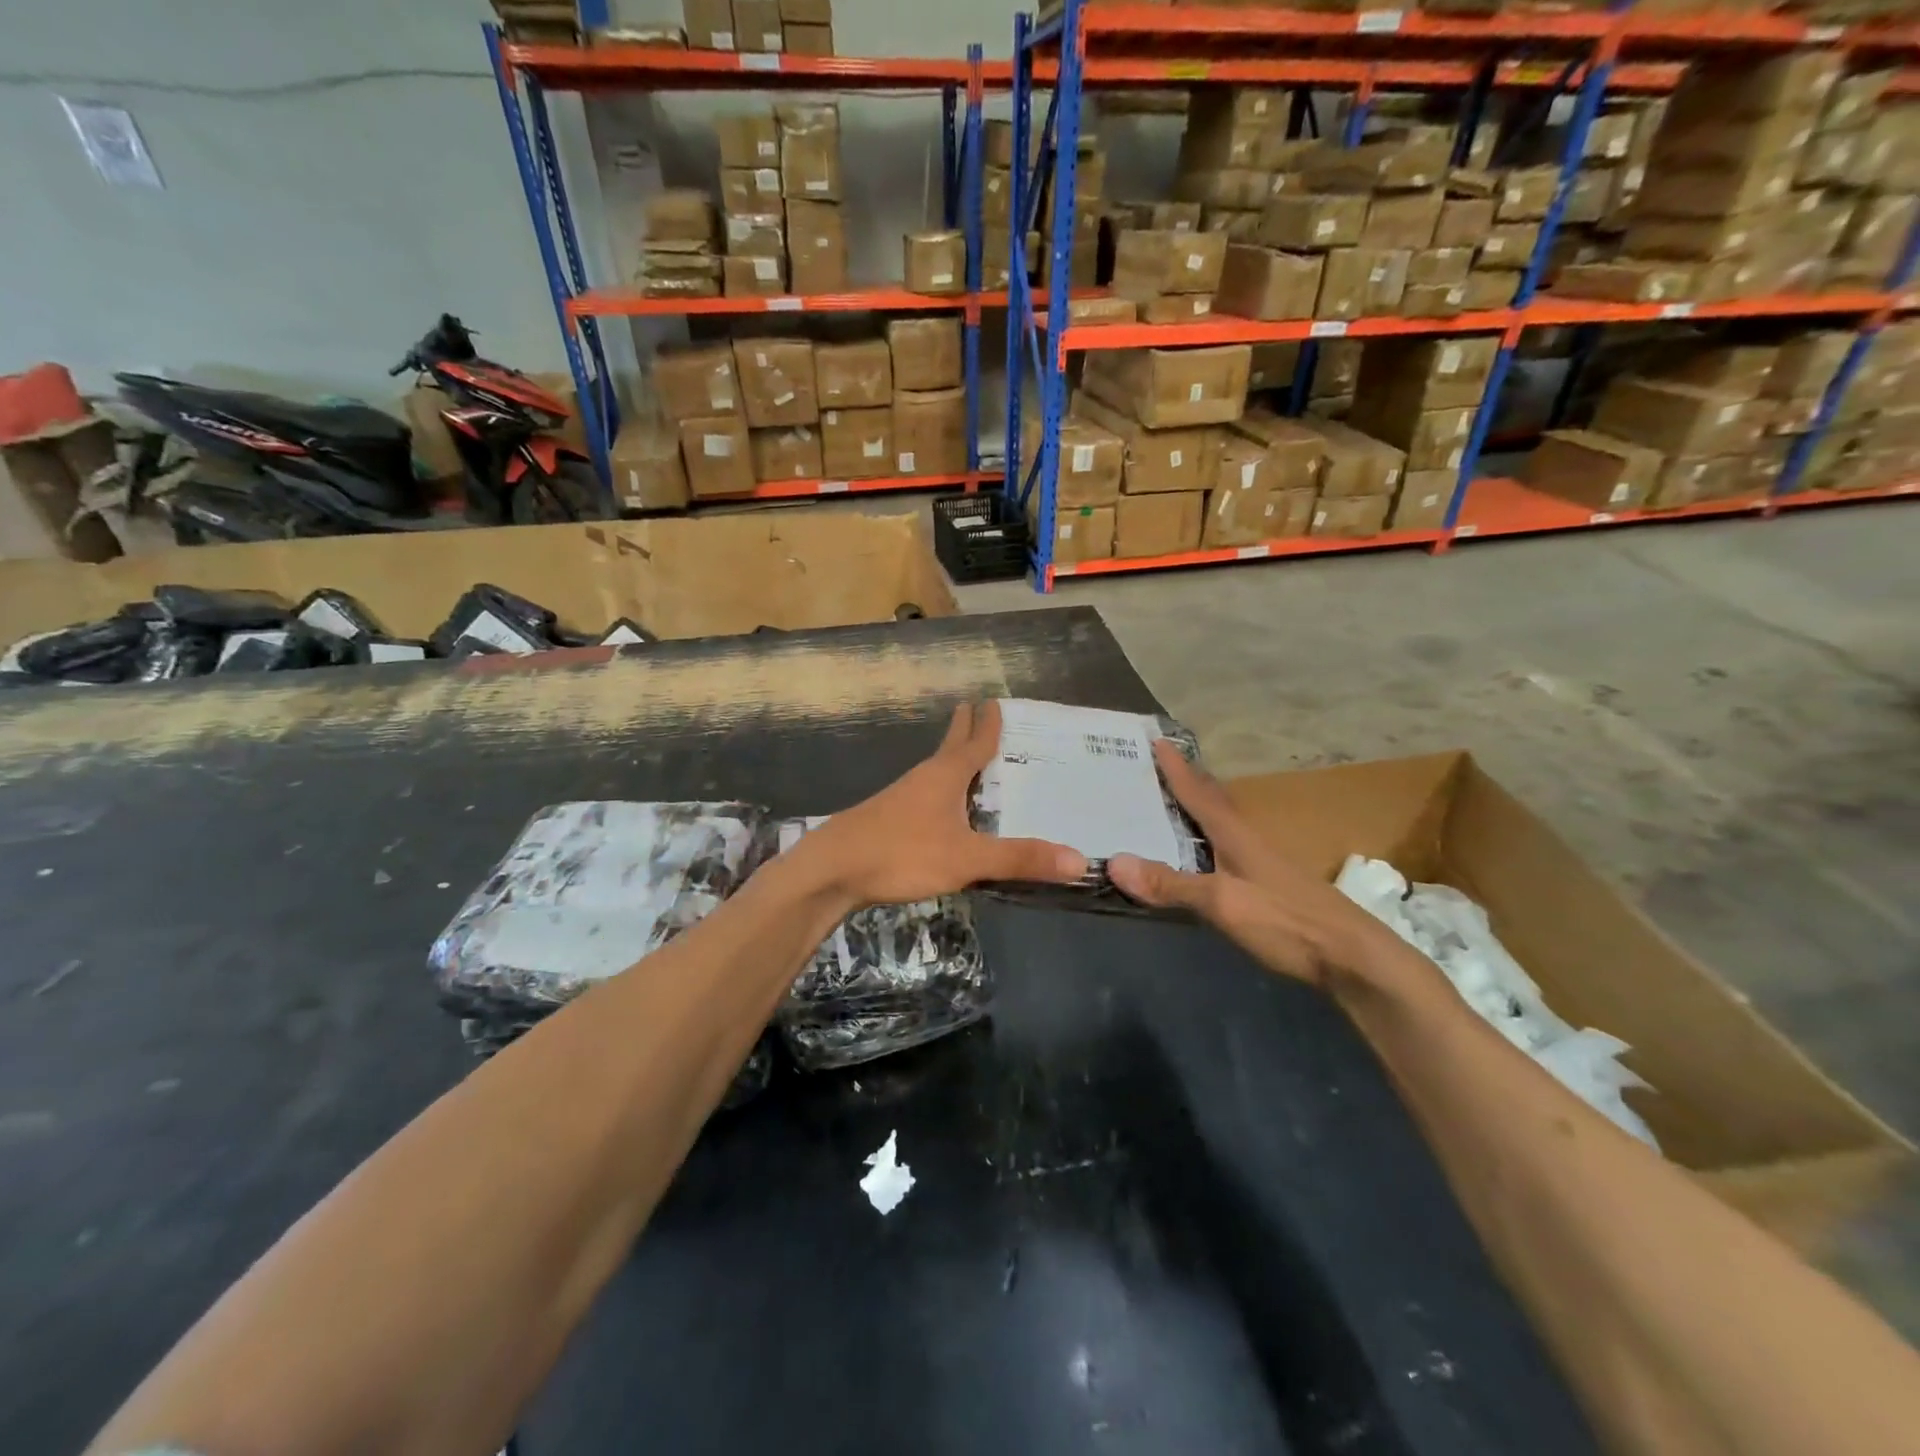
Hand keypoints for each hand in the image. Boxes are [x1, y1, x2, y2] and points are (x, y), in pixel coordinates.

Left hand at [806, 701, 1088, 907]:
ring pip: (935, 771)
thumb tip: (1079, 861)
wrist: (833, 869)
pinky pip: (925, 795)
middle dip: (965, 730)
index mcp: (945, 776)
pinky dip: (942, 791)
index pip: (974, 743)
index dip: (988, 724)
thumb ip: (1019, 859)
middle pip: (950, 748)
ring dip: (953, 760)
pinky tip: (943, 811)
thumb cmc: (902, 853)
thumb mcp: (967, 859)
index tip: (994, 700)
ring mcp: (902, 798)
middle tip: (976, 710)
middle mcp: (924, 779)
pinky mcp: (889, 820)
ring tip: (969, 760)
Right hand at [1108, 741, 1385, 987]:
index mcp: (1235, 835)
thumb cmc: (1285, 921)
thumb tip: (1114, 861)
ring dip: (1197, 808)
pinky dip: (1206, 838)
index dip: (1176, 769)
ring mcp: (1261, 863)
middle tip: (1159, 765)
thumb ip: (1171, 884)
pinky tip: (1201, 854)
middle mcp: (1247, 840)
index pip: (1198, 793)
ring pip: (1221, 824)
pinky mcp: (1268, 885)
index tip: (1157, 740)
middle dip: (1187, 781)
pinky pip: (1226, 847)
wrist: (1352, 956)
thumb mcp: (1221, 903)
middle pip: (1213, 801)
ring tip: (1172, 802)